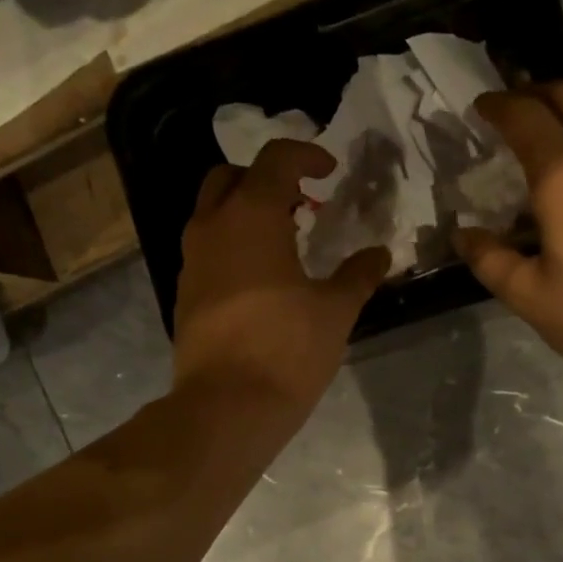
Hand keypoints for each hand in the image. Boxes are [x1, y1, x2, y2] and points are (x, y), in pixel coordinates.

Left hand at [173, 139, 388, 422]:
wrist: (226, 406)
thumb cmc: (287, 349)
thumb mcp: (335, 311)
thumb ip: (358, 275)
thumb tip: (378, 254)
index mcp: (251, 215)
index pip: (276, 159)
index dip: (306, 155)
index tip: (330, 171)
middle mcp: (212, 226)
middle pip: (230, 176)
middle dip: (265, 178)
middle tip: (300, 202)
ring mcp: (191, 260)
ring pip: (212, 213)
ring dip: (244, 212)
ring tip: (283, 240)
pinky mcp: (184, 293)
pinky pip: (206, 249)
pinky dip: (231, 245)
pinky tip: (260, 279)